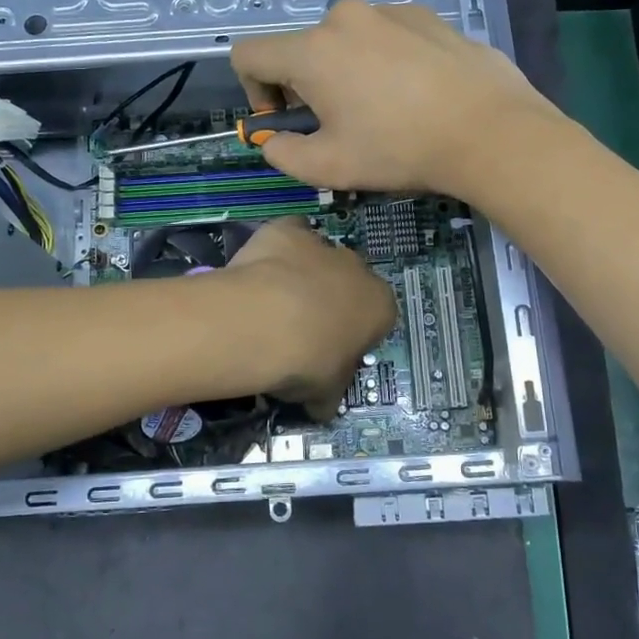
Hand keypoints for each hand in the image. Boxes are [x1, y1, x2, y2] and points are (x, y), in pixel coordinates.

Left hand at [225, 217, 396, 417]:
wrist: (262, 324)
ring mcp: (322, 245)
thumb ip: (329, 395)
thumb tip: (322, 409)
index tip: (332, 351)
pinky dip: (276, 249)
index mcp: (380, 306)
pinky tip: (259, 270)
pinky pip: (288, 235)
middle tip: (302, 329)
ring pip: (318, 257)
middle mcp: (358, 268)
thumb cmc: (306, 363)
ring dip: (304, 274)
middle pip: (349, 283)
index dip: (355, 334)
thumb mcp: (325, 392)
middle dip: (332, 300)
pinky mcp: (287, 229)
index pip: (377, 318)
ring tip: (273, 302)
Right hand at [230, 0, 559, 198]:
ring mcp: (389, 10)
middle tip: (339, 125)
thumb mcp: (329, 168)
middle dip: (305, 86)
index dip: (253, 91)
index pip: (248, 54)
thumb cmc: (400, 149)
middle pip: (301, 48)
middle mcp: (344, 18)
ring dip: (346, 72)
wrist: (490, 130)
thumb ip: (283, 154)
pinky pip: (385, 35)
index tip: (286, 120)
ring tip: (383, 110)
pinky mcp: (426, 15)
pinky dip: (384, 61)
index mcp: (312, 50)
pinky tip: (416, 93)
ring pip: (345, 41)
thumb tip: (273, 141)